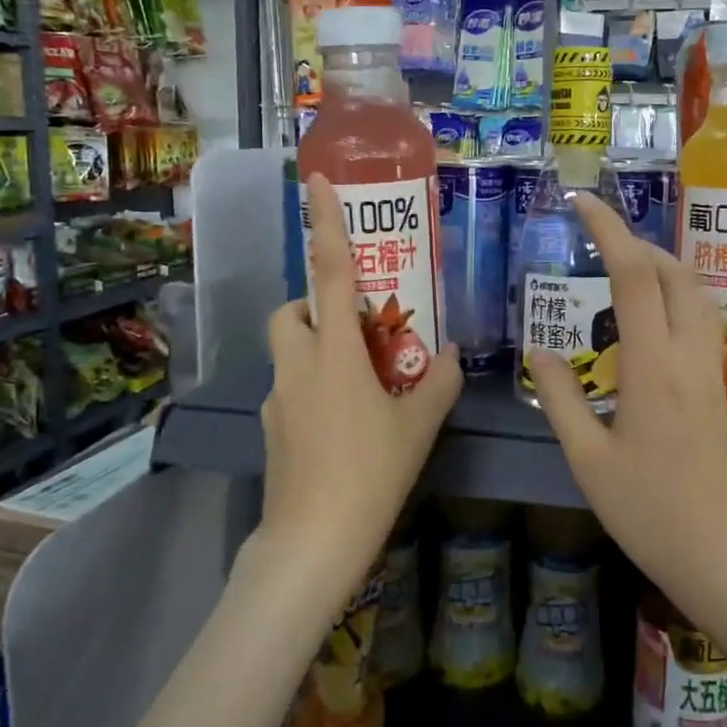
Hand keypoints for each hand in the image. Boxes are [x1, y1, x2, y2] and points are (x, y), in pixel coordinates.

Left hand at [260, 175, 461, 598]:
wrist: (312, 543)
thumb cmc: (371, 474)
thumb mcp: (420, 425)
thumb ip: (440, 380)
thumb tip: (454, 351)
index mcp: (335, 353)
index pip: (329, 273)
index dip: (325, 225)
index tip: (318, 183)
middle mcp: (298, 366)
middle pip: (291, 311)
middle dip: (316, 305)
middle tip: (358, 328)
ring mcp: (277, 399)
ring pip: (290, 351)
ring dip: (317, 348)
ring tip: (360, 381)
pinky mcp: (271, 428)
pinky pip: (292, 389)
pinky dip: (314, 387)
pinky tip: (345, 426)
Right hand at [530, 193, 726, 618]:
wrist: (726, 556)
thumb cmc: (651, 512)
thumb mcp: (587, 458)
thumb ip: (560, 397)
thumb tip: (539, 350)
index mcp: (652, 365)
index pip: (634, 275)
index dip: (608, 230)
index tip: (582, 203)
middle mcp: (688, 355)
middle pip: (674, 272)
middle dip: (637, 242)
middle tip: (598, 241)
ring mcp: (710, 370)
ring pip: (695, 293)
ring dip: (661, 266)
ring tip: (620, 271)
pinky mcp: (719, 389)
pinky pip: (700, 319)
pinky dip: (674, 296)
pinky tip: (647, 320)